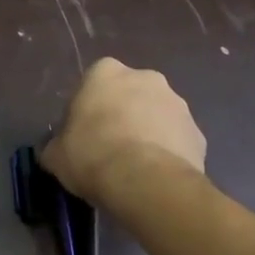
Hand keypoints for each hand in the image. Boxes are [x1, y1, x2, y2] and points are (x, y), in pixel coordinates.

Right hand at [42, 58, 206, 204]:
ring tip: (134, 168)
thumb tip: (56, 151)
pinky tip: (155, 177)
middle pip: (129, 95)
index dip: (87, 109)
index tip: (83, 134)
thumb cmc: (92, 156)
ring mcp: (178, 104)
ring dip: (147, 133)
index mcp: (105, 72)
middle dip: (122, 116)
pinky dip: (167, 154)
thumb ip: (56, 146)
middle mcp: (146, 77)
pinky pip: (176, 141)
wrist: (146, 182)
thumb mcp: (56, 155)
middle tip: (109, 149)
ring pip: (156, 116)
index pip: (93, 83)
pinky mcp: (198, 133)